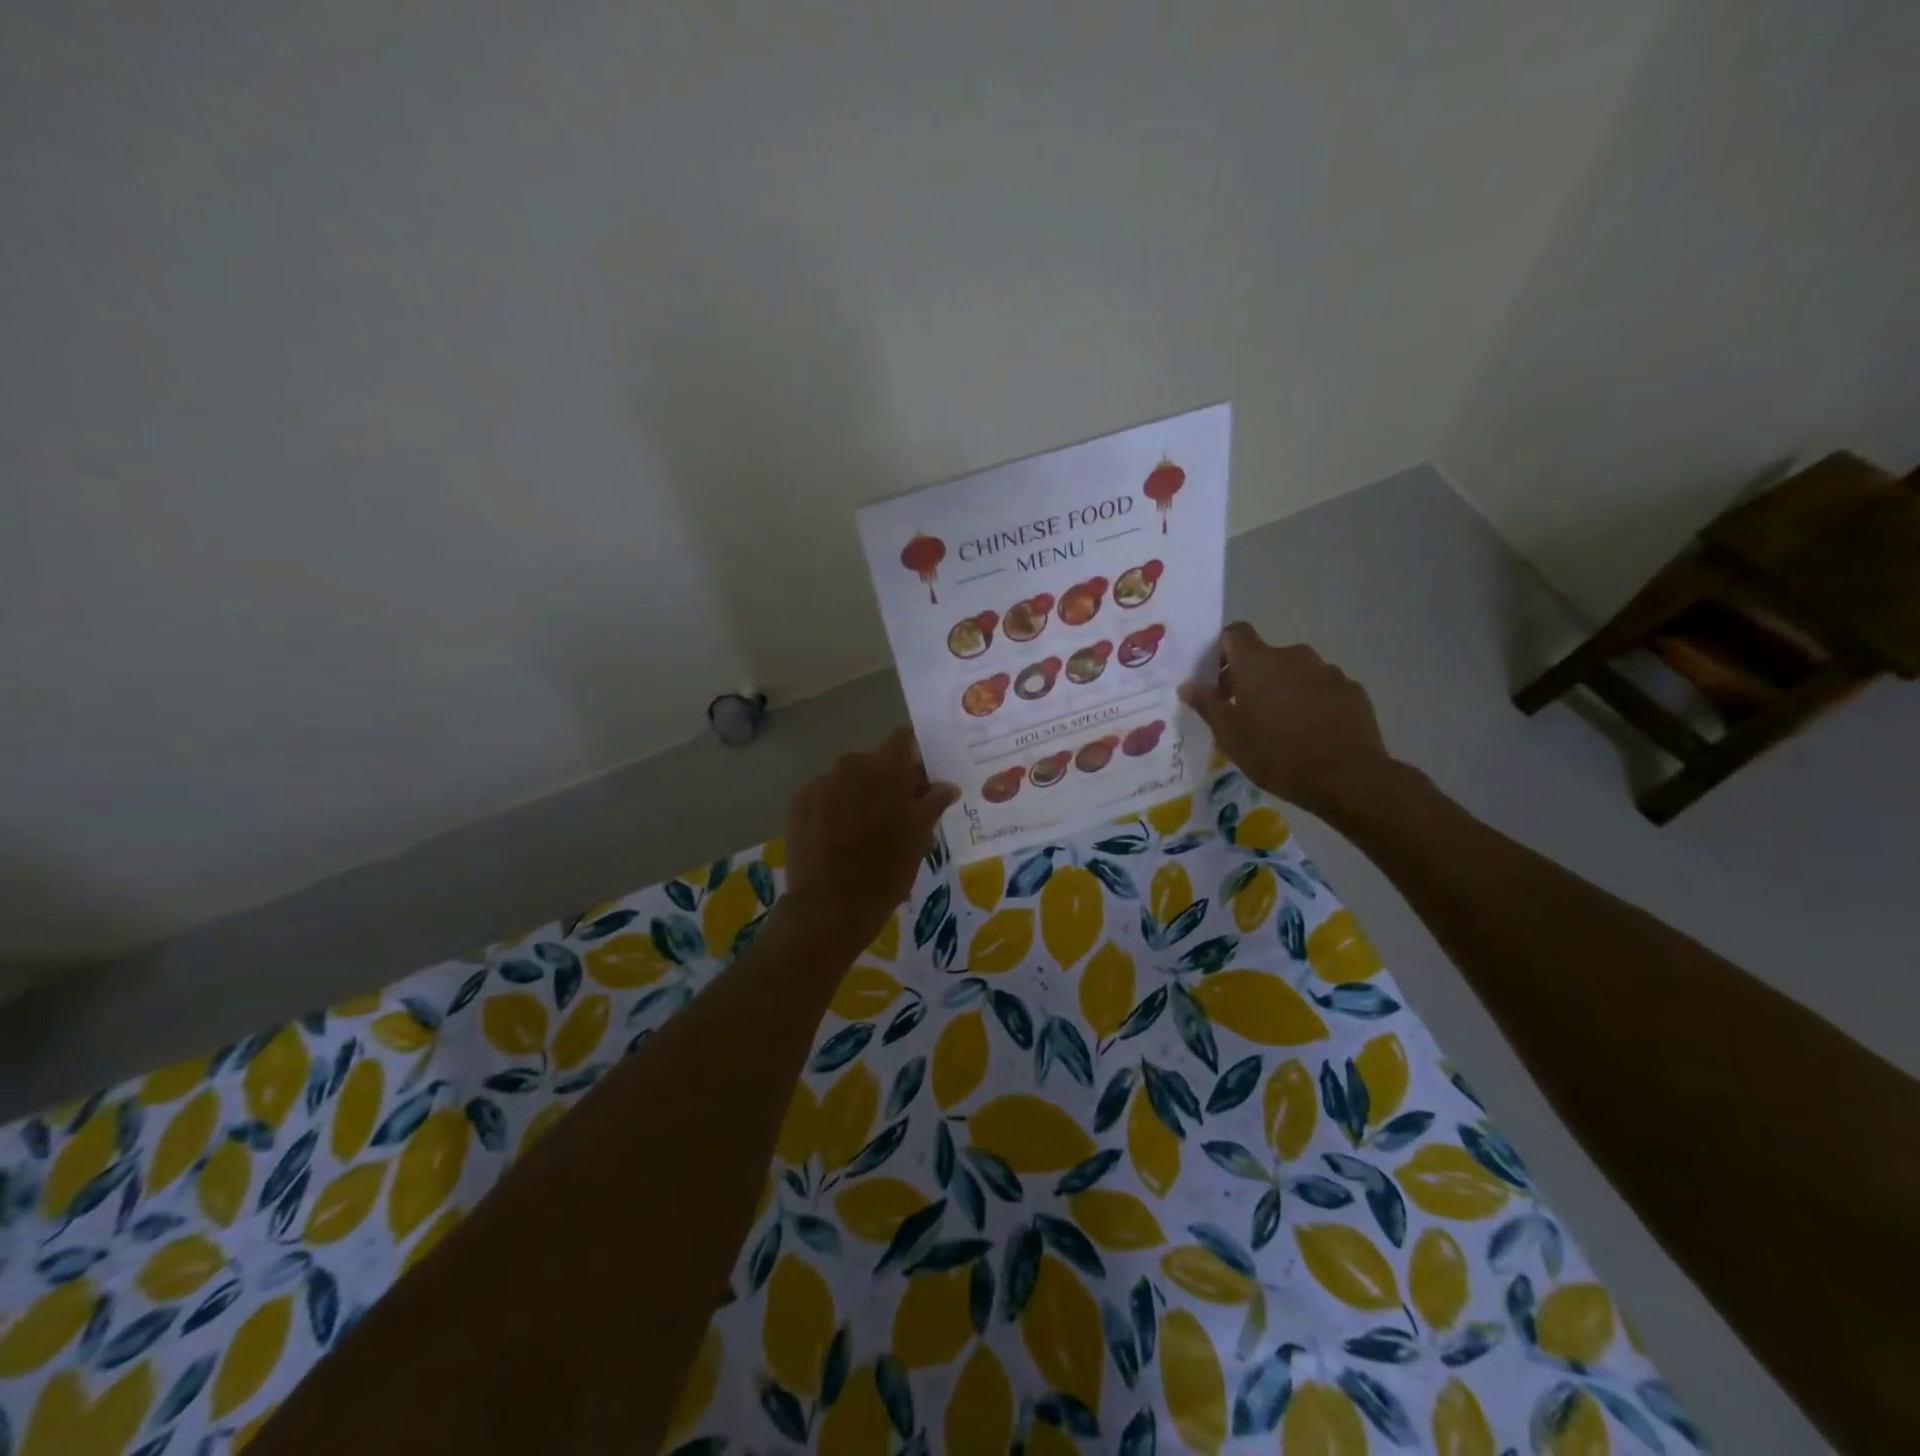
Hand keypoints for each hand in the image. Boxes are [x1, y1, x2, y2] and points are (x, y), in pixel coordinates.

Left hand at [778, 729, 959, 958]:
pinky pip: (824, 796)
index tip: (920, 783)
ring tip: (864, 832)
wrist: (830, 907)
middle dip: (887, 781)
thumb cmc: (886, 870)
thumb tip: (947, 786)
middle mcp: (851, 764)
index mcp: (885, 767)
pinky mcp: (798, 803)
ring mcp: (820, 783)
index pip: (903, 739)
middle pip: (875, 761)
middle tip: (897, 815)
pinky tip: (837, 840)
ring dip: (859, 795)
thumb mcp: (919, 837)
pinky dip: (834, 809)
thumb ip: (933, 802)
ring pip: (848, 779)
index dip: (914, 758)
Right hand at [1180, 624, 1393, 815]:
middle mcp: (1293, 656)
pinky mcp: (1352, 690)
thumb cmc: (1276, 754)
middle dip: (1251, 677)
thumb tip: (1188, 685)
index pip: (1235, 633)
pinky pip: (1322, 688)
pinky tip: (1310, 732)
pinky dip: (1311, 701)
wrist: (1346, 777)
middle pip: (1265, 656)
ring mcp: (1327, 671)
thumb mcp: (1230, 736)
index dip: (1221, 649)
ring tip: (1280, 725)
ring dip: (1283, 689)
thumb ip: (1207, 704)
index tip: (1215, 676)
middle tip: (1243, 710)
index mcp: (1258, 663)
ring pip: (1295, 672)